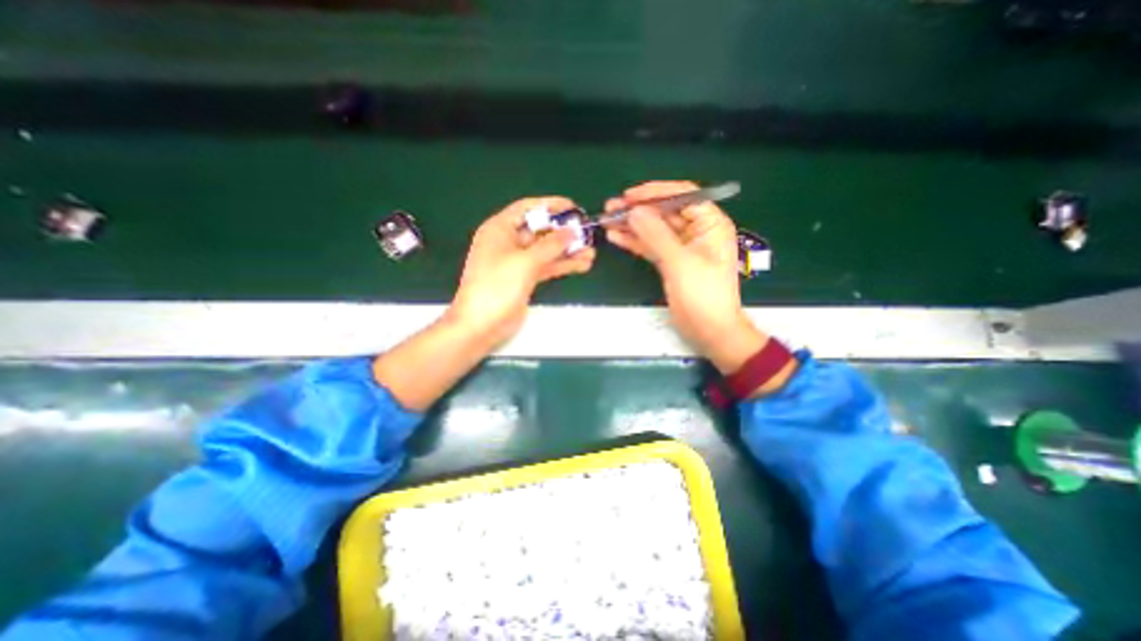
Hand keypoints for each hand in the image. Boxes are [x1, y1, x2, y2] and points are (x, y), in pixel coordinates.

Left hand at [445, 198, 597, 348]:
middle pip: (540, 230)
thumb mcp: (524, 262)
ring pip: (546, 251)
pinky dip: (562, 265)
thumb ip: (550, 245)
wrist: (481, 325)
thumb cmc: (497, 287)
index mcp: (500, 229)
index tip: (573, 207)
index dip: (550, 205)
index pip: (527, 208)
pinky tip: (582, 265)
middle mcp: (508, 242)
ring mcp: (517, 262)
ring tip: (590, 253)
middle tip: (587, 233)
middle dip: (563, 232)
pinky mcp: (525, 279)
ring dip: (567, 251)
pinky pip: (546, 266)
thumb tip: (571, 232)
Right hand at [606, 180, 764, 372]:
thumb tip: (634, 211)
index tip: (629, 196)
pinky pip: (651, 246)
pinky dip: (635, 242)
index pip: (683, 196)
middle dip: (639, 210)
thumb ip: (656, 235)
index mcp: (710, 224)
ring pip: (655, 230)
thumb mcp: (680, 262)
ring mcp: (682, 248)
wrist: (710, 330)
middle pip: (665, 213)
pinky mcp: (670, 262)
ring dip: (632, 225)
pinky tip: (616, 237)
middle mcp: (697, 231)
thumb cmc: (703, 295)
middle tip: (611, 208)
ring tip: (608, 220)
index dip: (656, 193)